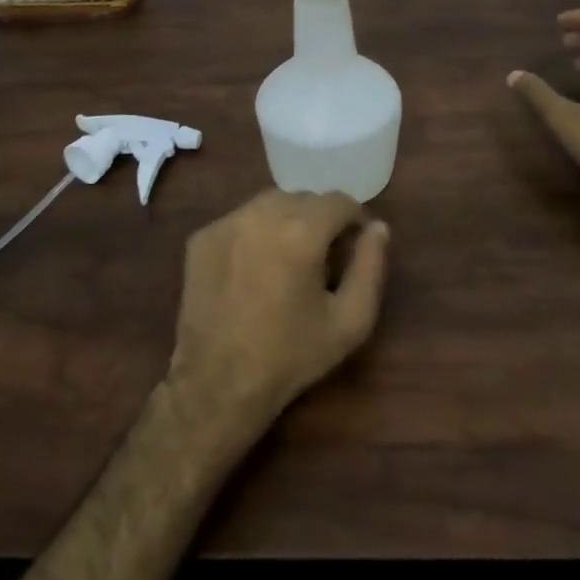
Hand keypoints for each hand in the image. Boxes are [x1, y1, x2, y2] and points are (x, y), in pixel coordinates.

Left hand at [166, 190, 390, 439]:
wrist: (219, 382)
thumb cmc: (292, 355)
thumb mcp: (350, 321)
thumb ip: (370, 267)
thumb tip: (377, 228)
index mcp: (301, 231)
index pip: (338, 201)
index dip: (354, 219)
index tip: (355, 243)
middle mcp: (261, 214)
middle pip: (303, 198)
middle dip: (319, 219)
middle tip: (323, 256)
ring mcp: (226, 223)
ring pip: (268, 203)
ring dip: (286, 220)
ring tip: (289, 258)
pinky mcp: (202, 237)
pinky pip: (239, 220)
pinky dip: (254, 233)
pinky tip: (254, 267)